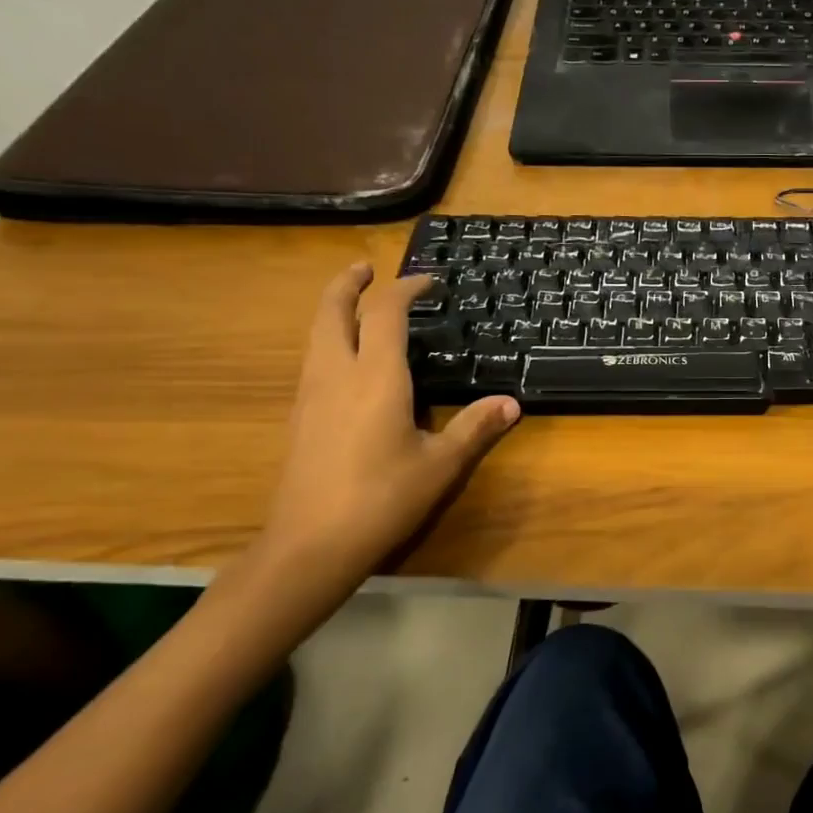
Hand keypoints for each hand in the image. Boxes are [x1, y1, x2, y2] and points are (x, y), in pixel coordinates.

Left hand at [229, 265, 518, 634]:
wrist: (310, 544)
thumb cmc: (382, 499)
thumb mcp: (440, 464)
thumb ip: (475, 428)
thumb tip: (512, 403)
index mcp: (375, 377)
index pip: (386, 314)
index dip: (406, 289)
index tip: (427, 281)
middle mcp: (336, 374)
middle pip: (332, 311)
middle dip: (348, 284)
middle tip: (366, 268)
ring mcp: (311, 394)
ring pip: (316, 334)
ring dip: (333, 308)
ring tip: (355, 303)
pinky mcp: (300, 416)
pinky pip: (312, 359)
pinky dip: (328, 339)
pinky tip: (345, 359)